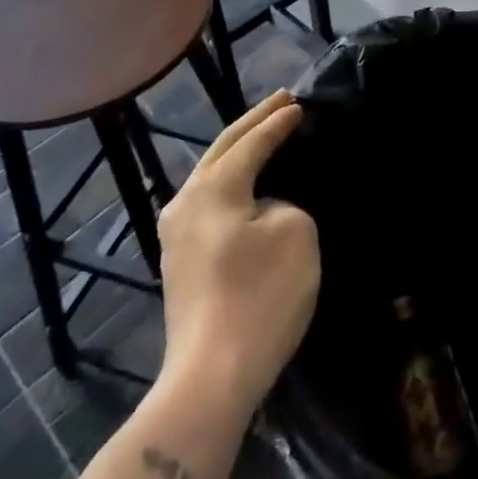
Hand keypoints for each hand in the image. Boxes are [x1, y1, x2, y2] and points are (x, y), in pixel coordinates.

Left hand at [158, 89, 319, 416]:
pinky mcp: (180, 263)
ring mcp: (176, 235)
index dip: (278, 121)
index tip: (301, 103)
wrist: (211, 377)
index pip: (251, 142)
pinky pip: (210, 203)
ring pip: (211, 176)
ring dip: (239, 152)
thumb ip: (283, 203)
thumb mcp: (295, 233)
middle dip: (253, 123)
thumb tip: (264, 209)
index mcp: (212, 187)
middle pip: (222, 149)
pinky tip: (247, 184)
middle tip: (282, 101)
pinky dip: (233, 182)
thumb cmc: (259, 296)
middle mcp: (185, 202)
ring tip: (265, 135)